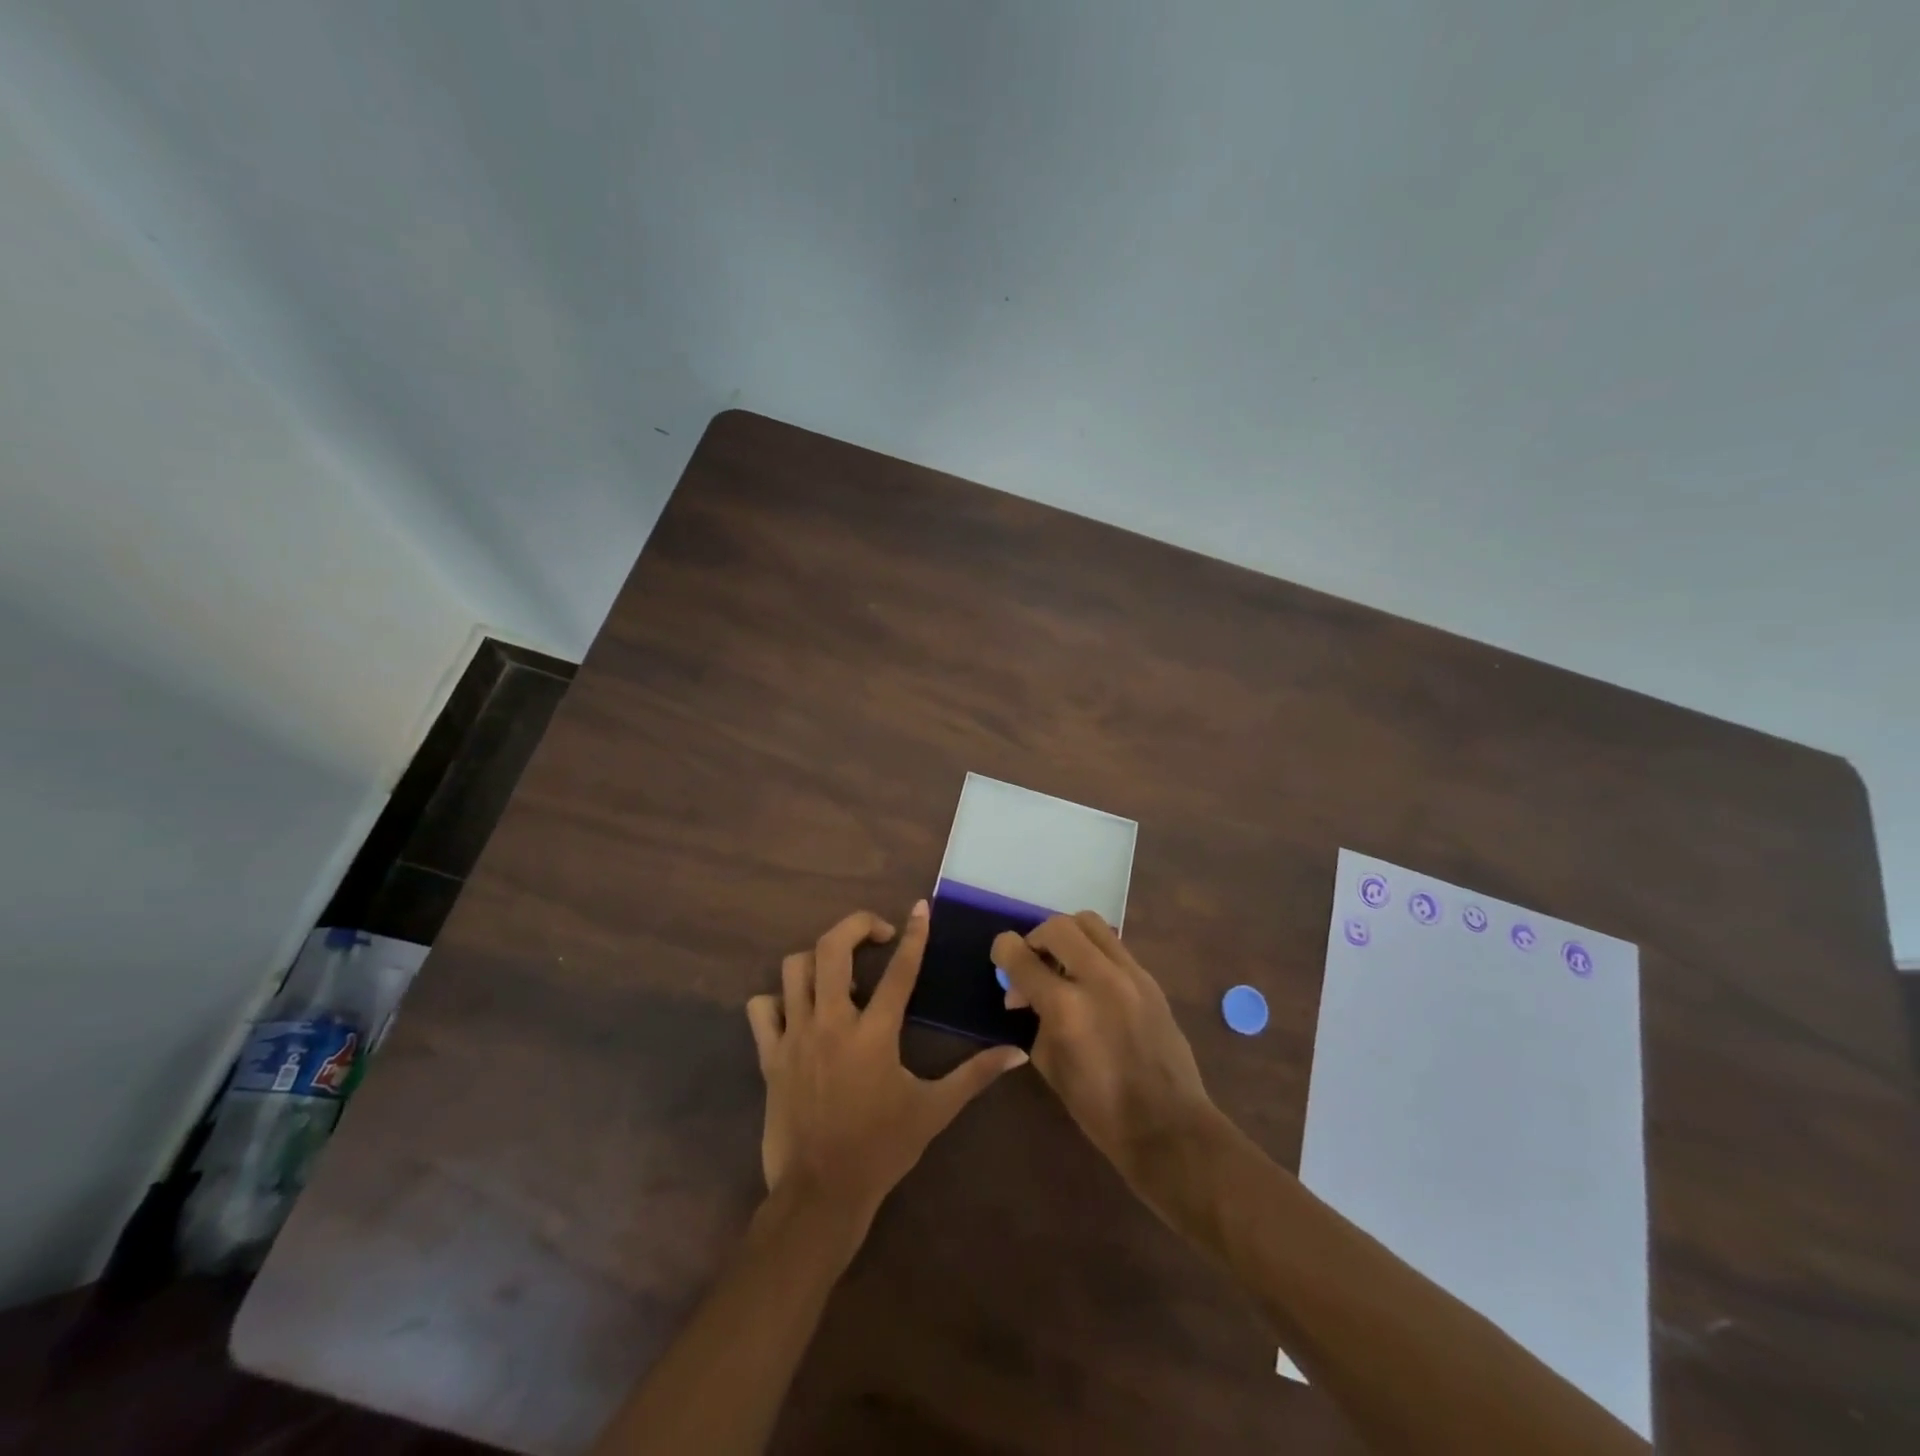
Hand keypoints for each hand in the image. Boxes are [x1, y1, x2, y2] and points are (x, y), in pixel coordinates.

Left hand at [746, 904, 1027, 1245]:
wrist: (820, 1195)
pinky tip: (798, 1011)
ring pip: (793, 969)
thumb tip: (1018, 1053)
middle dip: (855, 926)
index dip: (914, 934)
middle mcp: (831, 1023)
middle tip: (877, 934)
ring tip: (840, 977)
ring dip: (817, 961)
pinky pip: (761, 1009)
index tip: (920, 907)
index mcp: (874, 1034)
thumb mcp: (934, 1110)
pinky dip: (776, 1000)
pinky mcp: (769, 1057)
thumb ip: (975, 1075)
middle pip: (831, 949)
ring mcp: (795, 1037)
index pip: (899, 970)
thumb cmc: (881, 1149)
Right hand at [992, 912, 1219, 1194]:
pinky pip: (1113, 945)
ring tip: (1063, 965)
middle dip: (1036, 939)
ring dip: (1067, 936)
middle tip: (1033, 964)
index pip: (1021, 956)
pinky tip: (1090, 980)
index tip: (1001, 957)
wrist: (1168, 1125)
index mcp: (1066, 1007)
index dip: (1003, 951)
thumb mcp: (1050, 1065)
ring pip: (1090, 923)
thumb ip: (1034, 1018)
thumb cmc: (1099, 1108)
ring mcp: (1129, 974)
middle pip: (1057, 926)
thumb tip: (1023, 994)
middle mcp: (1098, 978)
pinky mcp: (1149, 979)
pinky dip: (1093, 951)